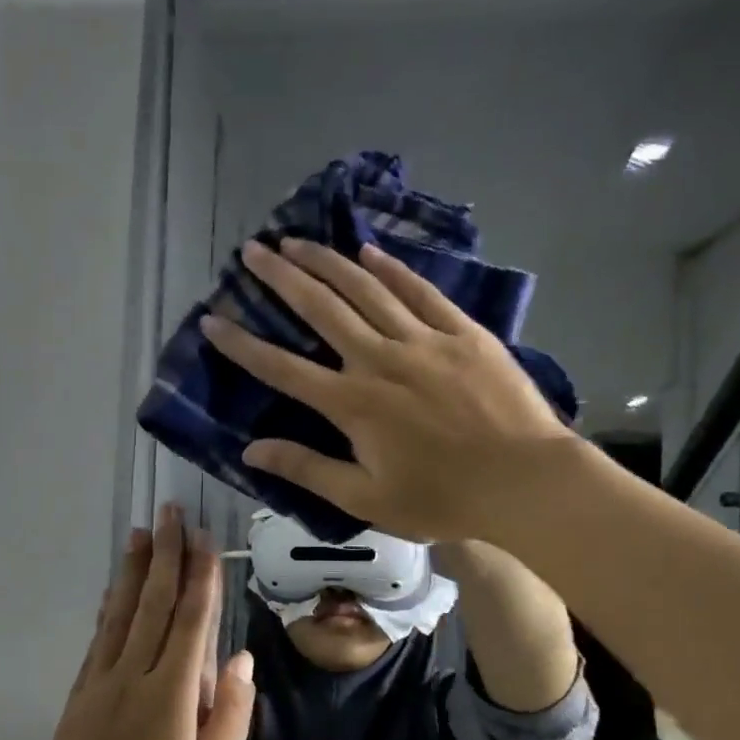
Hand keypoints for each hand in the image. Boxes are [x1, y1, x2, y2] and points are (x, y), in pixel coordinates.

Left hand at [27, 505, 254, 739]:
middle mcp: (129, 679)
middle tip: (168, 513)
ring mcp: (97, 687)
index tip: (203, 538)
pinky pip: (97, 642)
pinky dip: (108, 610)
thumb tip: (240, 658)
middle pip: (151, 606)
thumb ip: (229, 716)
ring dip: (131, 573)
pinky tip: (113, 594)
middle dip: (164, 556)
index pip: (189, 623)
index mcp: (168, 697)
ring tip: (138, 535)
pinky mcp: (77, 701)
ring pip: (118, 616)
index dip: (199, 578)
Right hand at [199, 238, 580, 542]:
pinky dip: (391, 268)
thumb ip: (308, 469)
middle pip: (321, 309)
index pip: (283, 368)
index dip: (243, 345)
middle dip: (281, 278)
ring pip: (366, 289)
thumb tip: (251, 449)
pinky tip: (369, 251)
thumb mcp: (366, 498)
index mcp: (353, 404)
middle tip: (253, 251)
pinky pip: (420, 291)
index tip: (213, 321)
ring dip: (327, 262)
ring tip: (297, 240)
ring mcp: (424, 339)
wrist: (526, 482)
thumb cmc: (442, 499)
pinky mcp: (462, 332)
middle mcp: (380, 359)